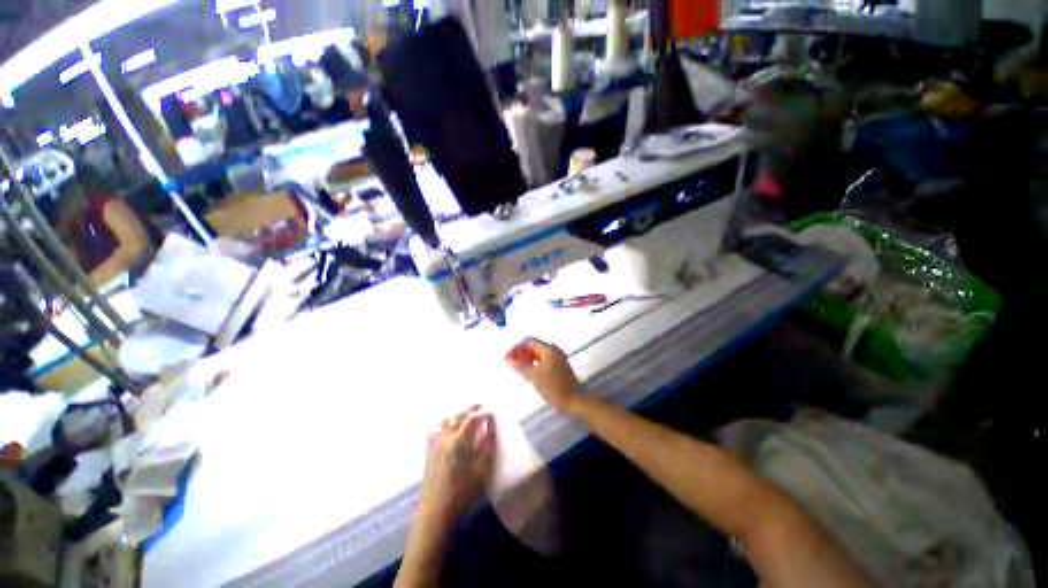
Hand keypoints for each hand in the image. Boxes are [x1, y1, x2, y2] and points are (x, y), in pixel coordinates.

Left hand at [415, 405, 496, 532]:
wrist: (435, 520)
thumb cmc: (463, 497)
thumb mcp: (482, 472)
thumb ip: (487, 445)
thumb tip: (490, 425)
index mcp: (458, 442)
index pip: (471, 419)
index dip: (483, 414)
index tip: (492, 414)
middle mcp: (444, 440)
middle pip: (456, 416)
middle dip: (469, 409)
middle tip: (480, 406)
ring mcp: (434, 447)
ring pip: (444, 422)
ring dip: (456, 416)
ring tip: (466, 418)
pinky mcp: (428, 456)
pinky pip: (435, 432)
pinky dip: (445, 426)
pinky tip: (449, 433)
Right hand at [505, 339, 580, 412]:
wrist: (574, 401)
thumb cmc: (553, 387)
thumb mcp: (534, 376)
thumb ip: (520, 366)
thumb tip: (508, 358)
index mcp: (549, 349)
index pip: (528, 342)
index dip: (516, 348)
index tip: (507, 359)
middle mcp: (553, 350)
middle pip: (533, 346)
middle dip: (520, 353)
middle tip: (510, 364)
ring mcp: (557, 358)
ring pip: (537, 354)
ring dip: (526, 359)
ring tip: (516, 369)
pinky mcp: (558, 367)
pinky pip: (542, 360)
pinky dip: (533, 364)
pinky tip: (527, 372)